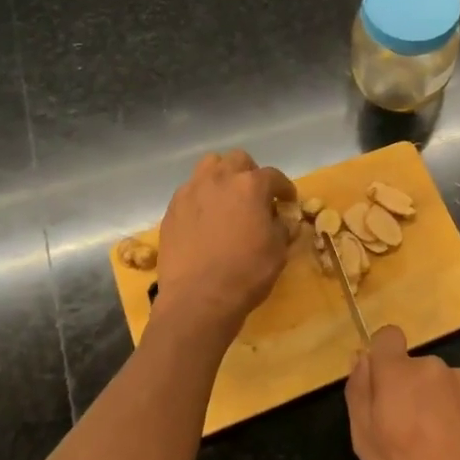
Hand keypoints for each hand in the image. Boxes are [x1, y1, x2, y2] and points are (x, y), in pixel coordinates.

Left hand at [155, 150, 294, 333]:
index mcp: (250, 186)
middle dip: (250, 173)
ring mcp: (191, 191)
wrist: (198, 299)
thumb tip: (282, 220)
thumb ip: (282, 228)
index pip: (273, 176)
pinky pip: (189, 191)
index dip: (284, 188)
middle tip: (255, 197)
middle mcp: (219, 179)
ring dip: (222, 176)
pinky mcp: (172, 209)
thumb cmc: (246, 273)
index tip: (287, 201)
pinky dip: (201, 197)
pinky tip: (205, 219)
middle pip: (237, 160)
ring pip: (208, 166)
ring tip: (226, 199)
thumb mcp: (278, 251)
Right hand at [346, 325, 459, 459]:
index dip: (382, 355)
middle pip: (412, 367)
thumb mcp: (366, 441)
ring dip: (433, 400)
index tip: (382, 384)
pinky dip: (458, 410)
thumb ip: (359, 392)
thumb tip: (361, 358)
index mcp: (398, 372)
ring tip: (437, 441)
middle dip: (407, 389)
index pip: (386, 337)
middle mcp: (431, 365)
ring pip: (438, 382)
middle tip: (407, 430)